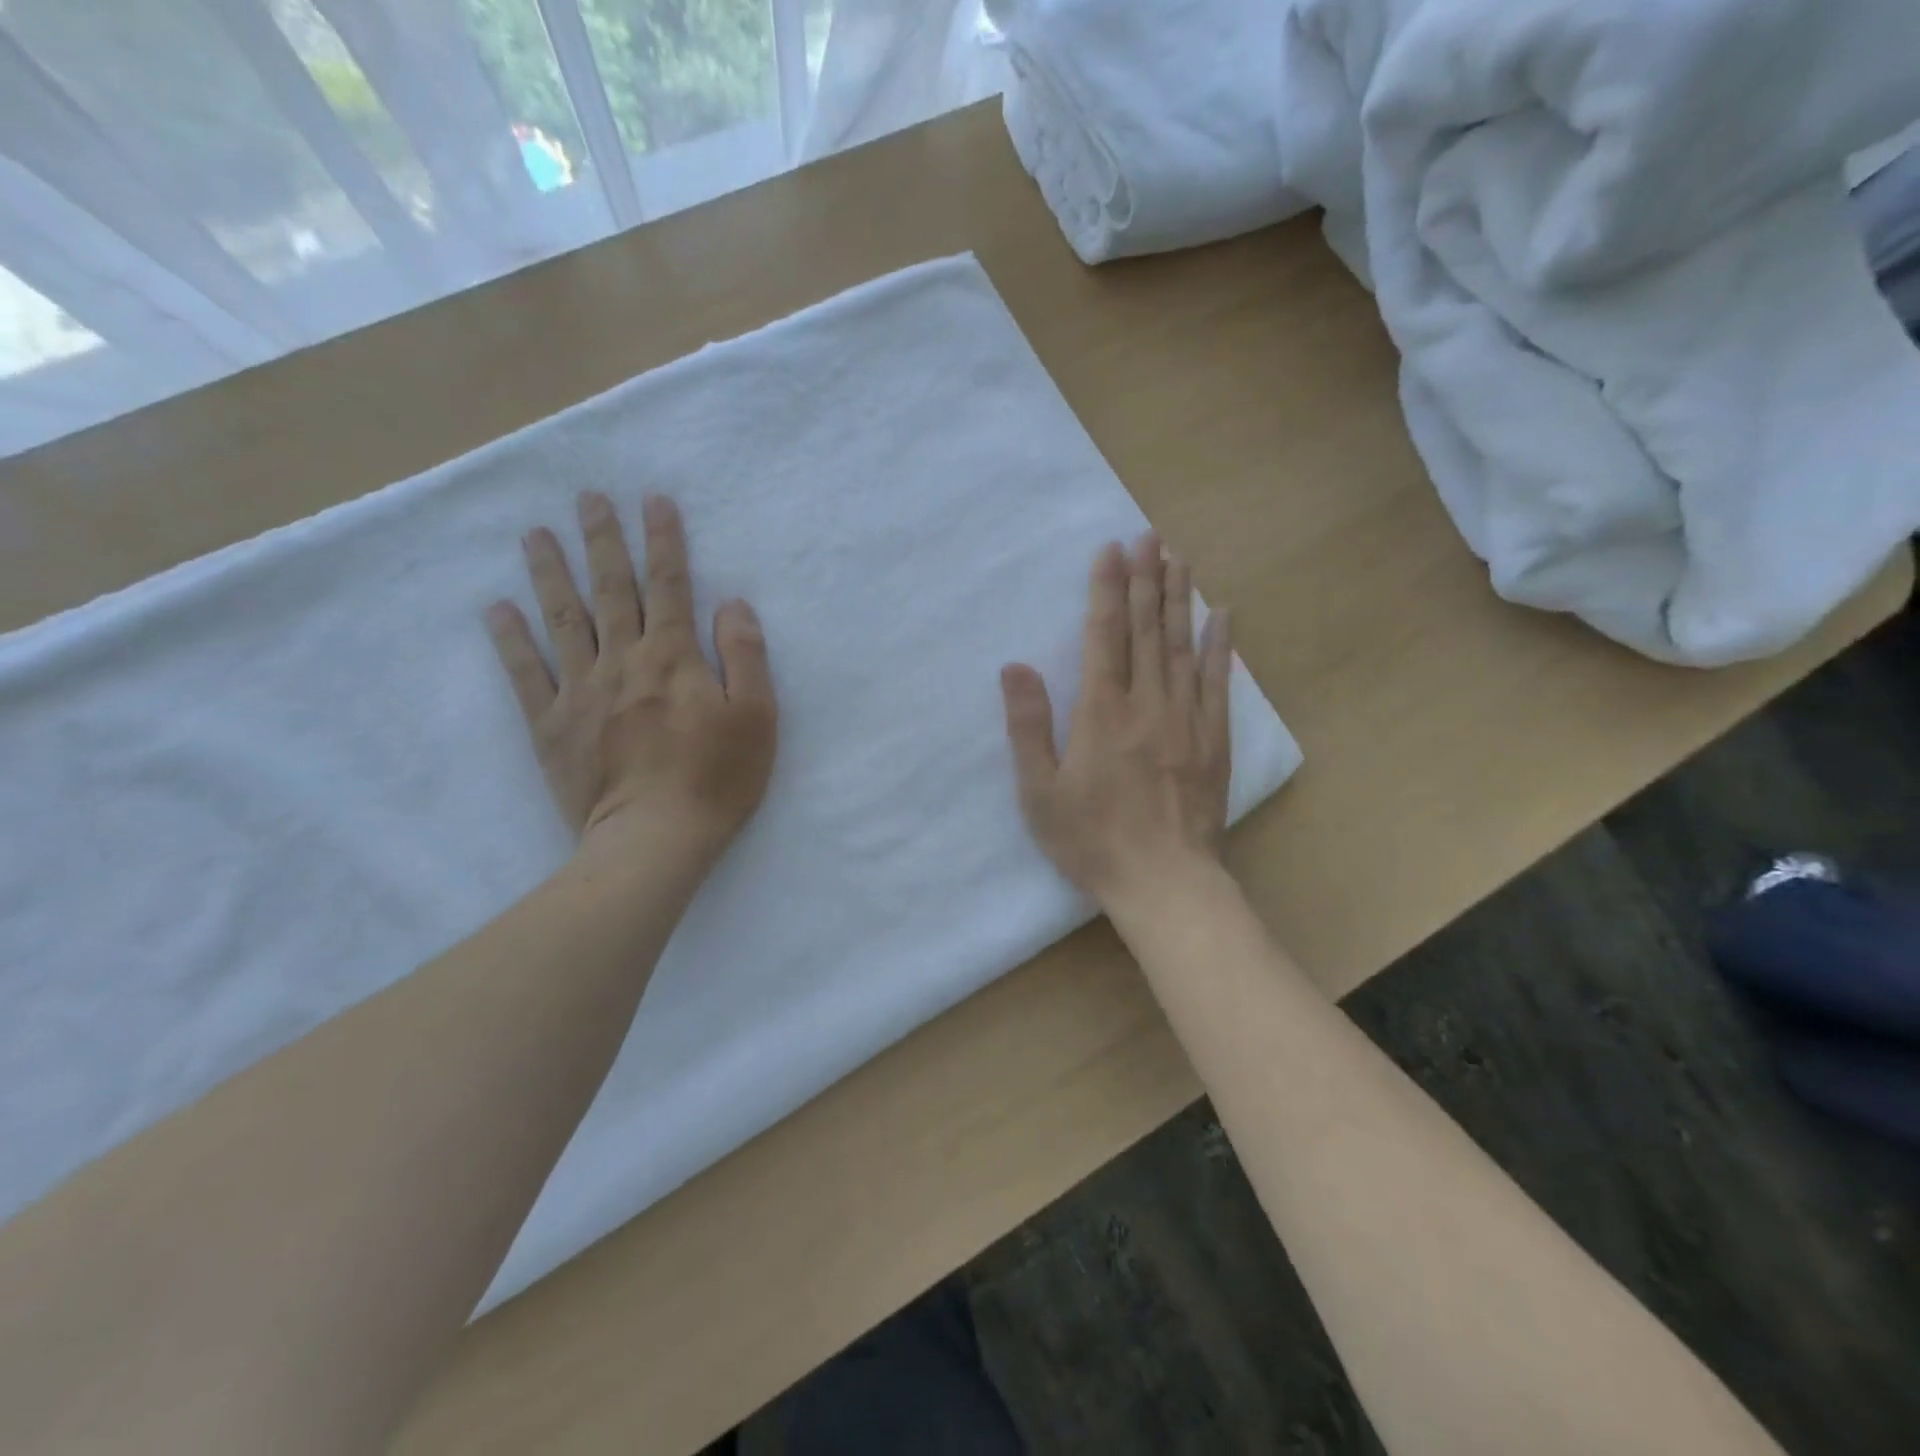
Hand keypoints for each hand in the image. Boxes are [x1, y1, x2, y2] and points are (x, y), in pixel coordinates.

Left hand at [485, 491, 776, 863]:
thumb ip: (746, 656)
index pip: (670, 586)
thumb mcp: (757, 717)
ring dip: (550, 573)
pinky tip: (498, 609)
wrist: (654, 840)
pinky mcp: (551, 725)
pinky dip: (511, 639)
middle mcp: (623, 662)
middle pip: (612, 590)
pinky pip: (526, 674)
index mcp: (674, 658)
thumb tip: (732, 603)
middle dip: (602, 541)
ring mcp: (580, 692)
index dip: (663, 541)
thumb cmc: (717, 780)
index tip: (652, 500)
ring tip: (535, 534)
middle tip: (587, 498)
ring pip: (564, 620)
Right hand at [1001, 534, 1232, 905]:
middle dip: (1145, 579)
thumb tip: (1014, 667)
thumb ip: (1029, 727)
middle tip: (1150, 536)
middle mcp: (1147, 703)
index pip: (1104, 636)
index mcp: (1102, 712)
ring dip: (1179, 598)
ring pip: (1181, 645)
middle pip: (1145, 629)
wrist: (1165, 881)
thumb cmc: (1093, 840)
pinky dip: (1218, 644)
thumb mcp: (1041, 792)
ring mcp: (1186, 718)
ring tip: (1180, 558)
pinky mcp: (1213, 738)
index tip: (1111, 550)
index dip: (1106, 590)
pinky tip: (1222, 615)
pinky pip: (1216, 680)